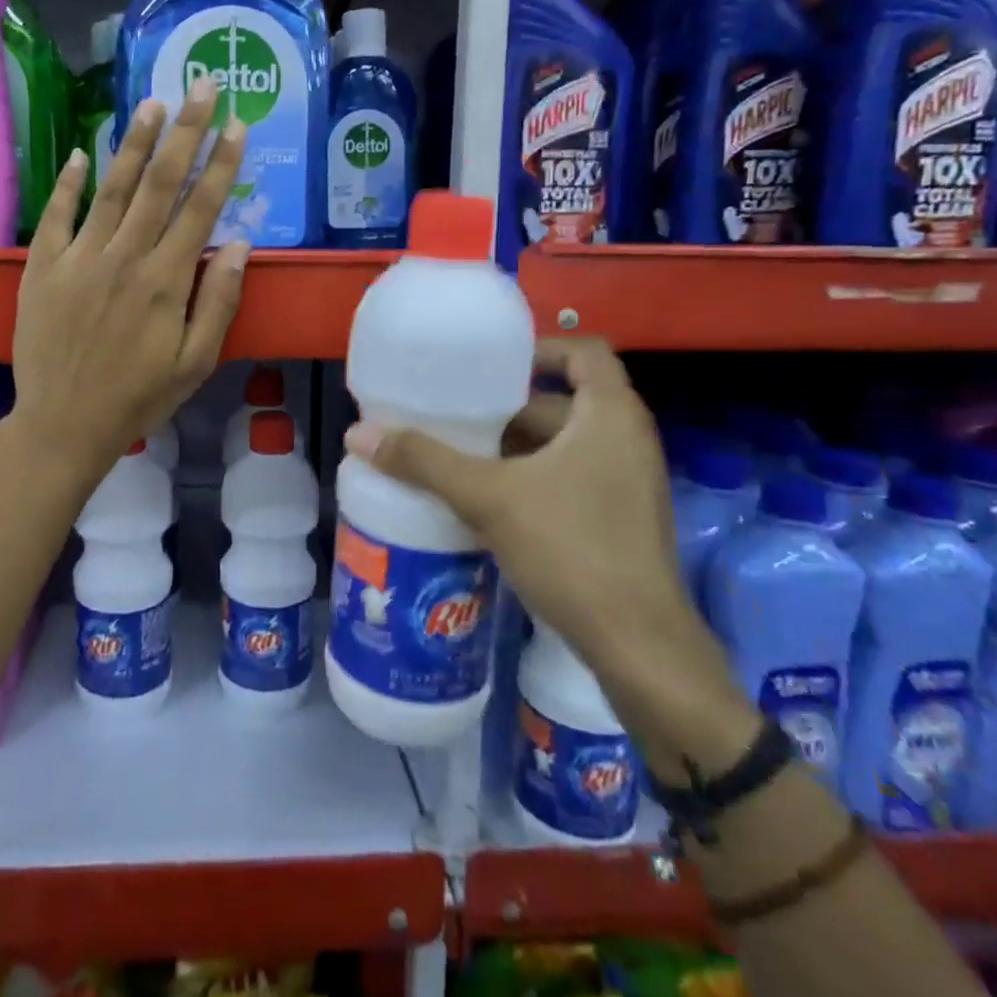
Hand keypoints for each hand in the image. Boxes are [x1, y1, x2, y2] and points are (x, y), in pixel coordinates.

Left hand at [9, 78, 248, 483]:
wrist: (63, 424)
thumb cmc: (138, 397)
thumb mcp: (194, 362)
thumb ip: (217, 301)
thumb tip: (238, 244)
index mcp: (164, 281)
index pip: (199, 209)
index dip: (221, 164)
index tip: (236, 125)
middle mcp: (123, 257)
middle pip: (159, 183)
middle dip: (184, 131)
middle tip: (200, 87)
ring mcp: (78, 258)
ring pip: (112, 189)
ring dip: (133, 143)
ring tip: (150, 102)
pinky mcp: (42, 268)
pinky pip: (56, 216)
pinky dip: (68, 184)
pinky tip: (80, 155)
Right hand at [343, 336, 699, 679]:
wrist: (638, 647)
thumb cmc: (572, 550)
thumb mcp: (489, 498)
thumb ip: (424, 462)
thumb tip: (358, 435)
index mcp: (610, 416)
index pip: (584, 351)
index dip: (537, 349)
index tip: (488, 366)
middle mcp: (627, 440)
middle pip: (563, 401)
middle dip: (507, 407)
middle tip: (453, 413)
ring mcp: (627, 483)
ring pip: (563, 444)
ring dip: (514, 446)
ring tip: (457, 452)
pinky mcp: (620, 520)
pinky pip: (569, 477)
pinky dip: (530, 476)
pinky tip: (485, 498)